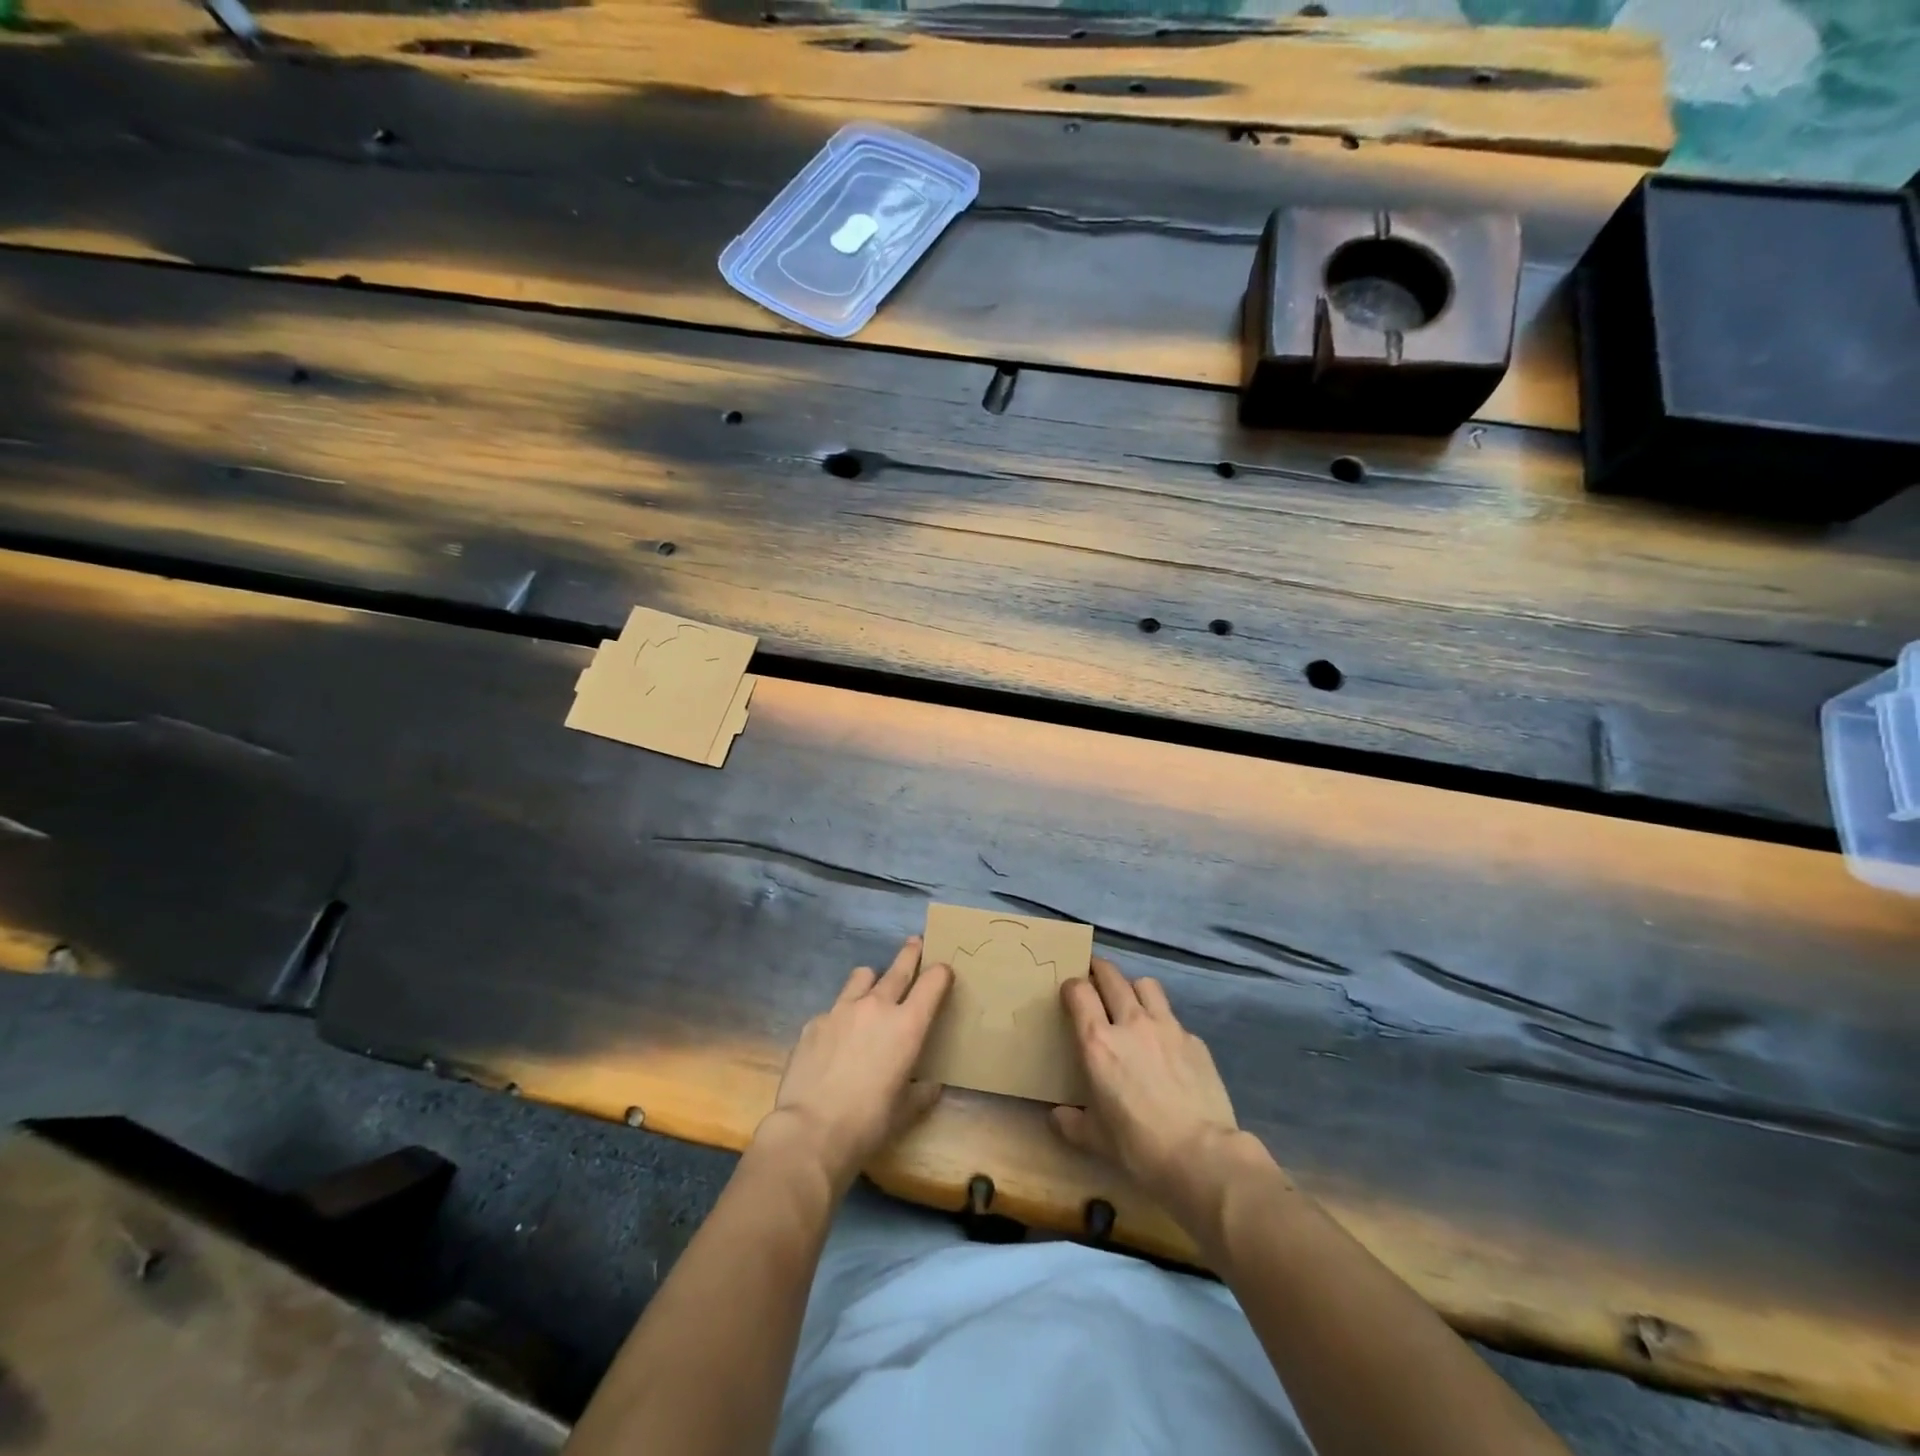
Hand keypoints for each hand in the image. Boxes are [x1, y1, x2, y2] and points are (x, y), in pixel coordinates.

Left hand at [756, 937, 952, 1193]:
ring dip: (871, 979)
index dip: (941, 973)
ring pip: (862, 976)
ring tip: (871, 989)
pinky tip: (836, 1038)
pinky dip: (841, 1015)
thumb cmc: (869, 1123)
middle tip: (915, 943)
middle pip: (899, 968)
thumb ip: (921, 1093)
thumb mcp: (905, 1112)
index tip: (943, 970)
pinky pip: (834, 1008)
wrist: (812, 1131)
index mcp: (907, 1025)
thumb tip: (930, 1086)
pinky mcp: (814, 1021)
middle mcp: (877, 1006)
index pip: (932, 983)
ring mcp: (842, 1009)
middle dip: (910, 954)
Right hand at [1052, 958, 1249, 1220]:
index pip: (1079, 991)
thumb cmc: (1139, 1145)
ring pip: (1146, 984)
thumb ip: (1072, 1122)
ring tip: (1132, 1002)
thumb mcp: (1096, 1139)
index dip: (1071, 986)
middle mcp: (1130, 1022)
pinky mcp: (1194, 1040)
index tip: (1069, 992)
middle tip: (1095, 977)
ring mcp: (1166, 1027)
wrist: (1202, 1155)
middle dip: (1099, 970)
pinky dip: (1163, 1022)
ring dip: (1134, 987)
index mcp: (1098, 1042)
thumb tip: (1057, 1117)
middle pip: (1111, 976)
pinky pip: (1173, 1017)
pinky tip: (1166, 1044)